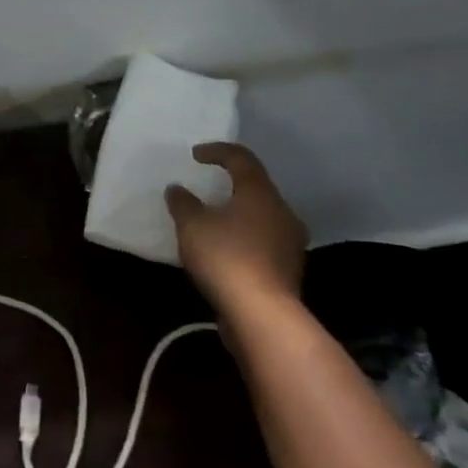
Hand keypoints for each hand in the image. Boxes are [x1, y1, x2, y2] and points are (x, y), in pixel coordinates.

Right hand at [165, 142, 308, 320]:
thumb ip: (183, 203)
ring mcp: (290, 243)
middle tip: (209, 186)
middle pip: (257, 187)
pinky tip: (226, 250)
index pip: (242, 159)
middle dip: (232, 184)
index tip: (195, 155)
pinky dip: (245, 238)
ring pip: (263, 216)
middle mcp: (282, 212)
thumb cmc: (226, 257)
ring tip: (215, 220)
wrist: (262, 315)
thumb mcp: (192, 225)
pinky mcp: (288, 270)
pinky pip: (264, 242)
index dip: (218, 151)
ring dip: (240, 213)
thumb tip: (177, 189)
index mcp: (260, 193)